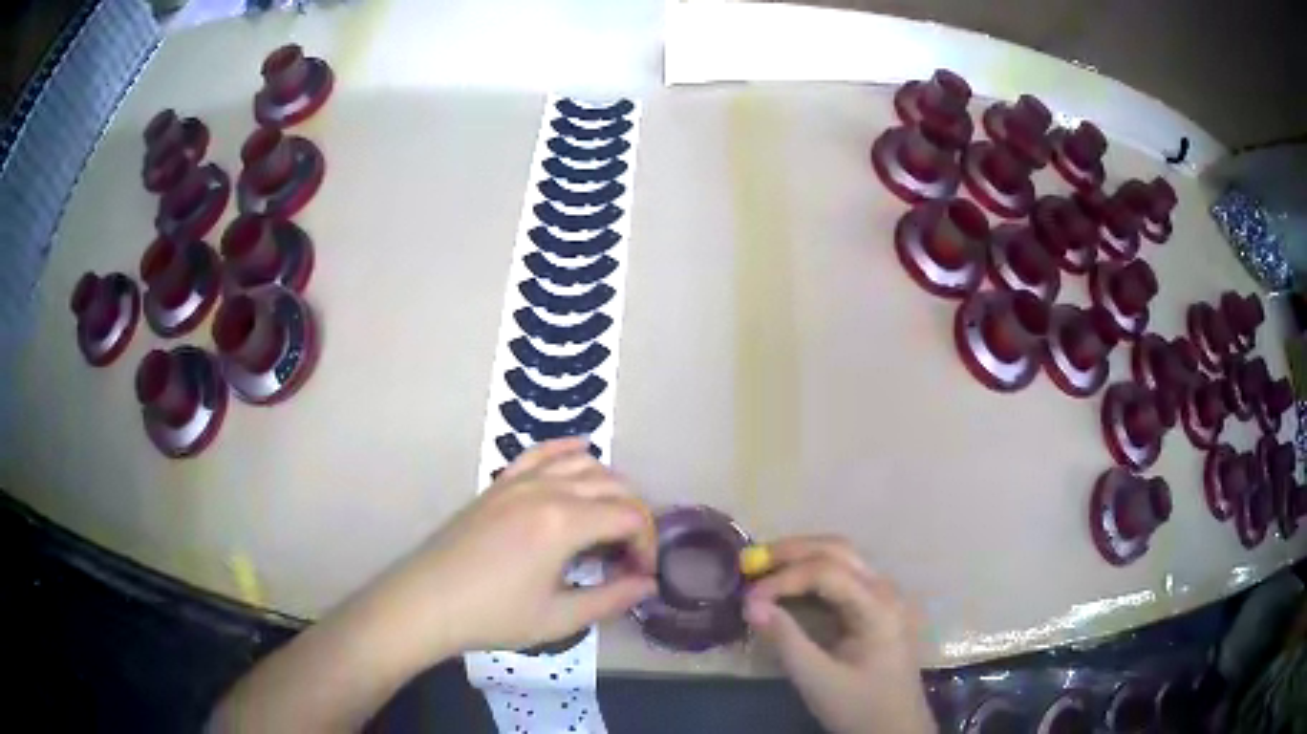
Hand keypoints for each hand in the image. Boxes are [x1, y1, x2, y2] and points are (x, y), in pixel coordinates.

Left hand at [380, 438, 657, 654]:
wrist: (427, 601)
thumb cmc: (493, 615)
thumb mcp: (558, 618)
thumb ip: (611, 599)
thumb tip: (648, 583)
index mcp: (564, 523)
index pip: (630, 517)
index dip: (646, 544)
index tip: (640, 574)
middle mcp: (547, 489)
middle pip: (613, 486)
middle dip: (633, 517)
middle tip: (629, 555)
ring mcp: (520, 481)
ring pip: (582, 464)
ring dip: (608, 486)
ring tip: (611, 520)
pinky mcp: (500, 484)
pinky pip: (541, 453)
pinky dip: (568, 450)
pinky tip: (581, 452)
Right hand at [743, 537, 934, 733]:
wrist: (895, 728)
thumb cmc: (860, 706)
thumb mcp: (818, 680)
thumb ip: (786, 640)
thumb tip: (749, 604)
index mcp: (879, 607)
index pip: (827, 572)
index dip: (783, 578)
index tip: (748, 598)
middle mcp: (886, 590)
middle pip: (837, 550)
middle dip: (791, 551)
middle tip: (749, 562)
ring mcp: (884, 596)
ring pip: (842, 557)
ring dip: (801, 556)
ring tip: (763, 567)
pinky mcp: (875, 607)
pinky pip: (843, 575)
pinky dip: (811, 571)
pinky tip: (788, 583)